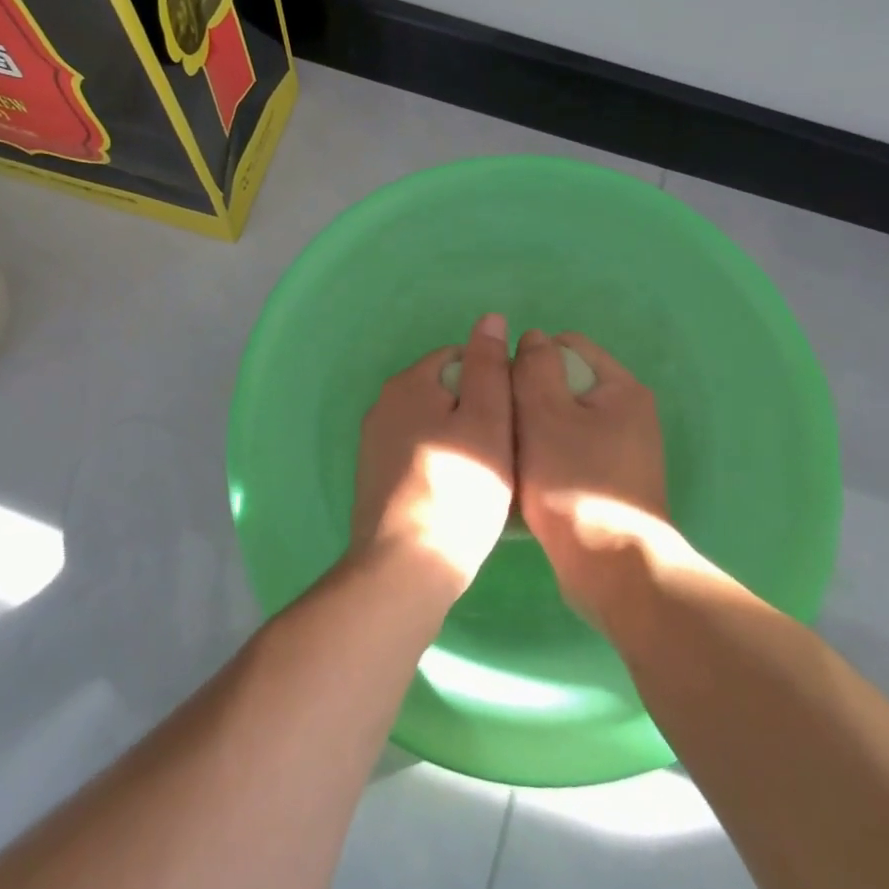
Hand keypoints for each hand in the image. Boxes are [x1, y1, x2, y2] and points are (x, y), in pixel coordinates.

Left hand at [352, 313, 515, 597]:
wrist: (405, 569)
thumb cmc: (459, 491)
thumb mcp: (488, 421)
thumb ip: (490, 366)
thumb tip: (490, 319)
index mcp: (409, 382)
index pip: (461, 358)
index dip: (494, 382)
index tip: (514, 419)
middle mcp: (383, 404)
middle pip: (446, 391)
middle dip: (476, 412)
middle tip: (505, 451)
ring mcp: (374, 442)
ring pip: (433, 425)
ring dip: (460, 440)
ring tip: (486, 478)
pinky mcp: (374, 477)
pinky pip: (419, 454)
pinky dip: (440, 465)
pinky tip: (458, 496)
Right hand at [513, 329, 677, 618]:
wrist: (611, 570)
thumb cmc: (573, 483)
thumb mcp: (544, 413)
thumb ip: (535, 367)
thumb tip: (533, 337)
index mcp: (621, 388)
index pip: (567, 345)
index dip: (530, 359)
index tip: (504, 390)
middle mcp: (629, 413)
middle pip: (566, 383)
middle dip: (531, 397)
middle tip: (504, 424)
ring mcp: (624, 450)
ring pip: (564, 421)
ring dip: (535, 430)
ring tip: (511, 453)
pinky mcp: (612, 482)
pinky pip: (571, 452)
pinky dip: (548, 457)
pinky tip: (528, 478)